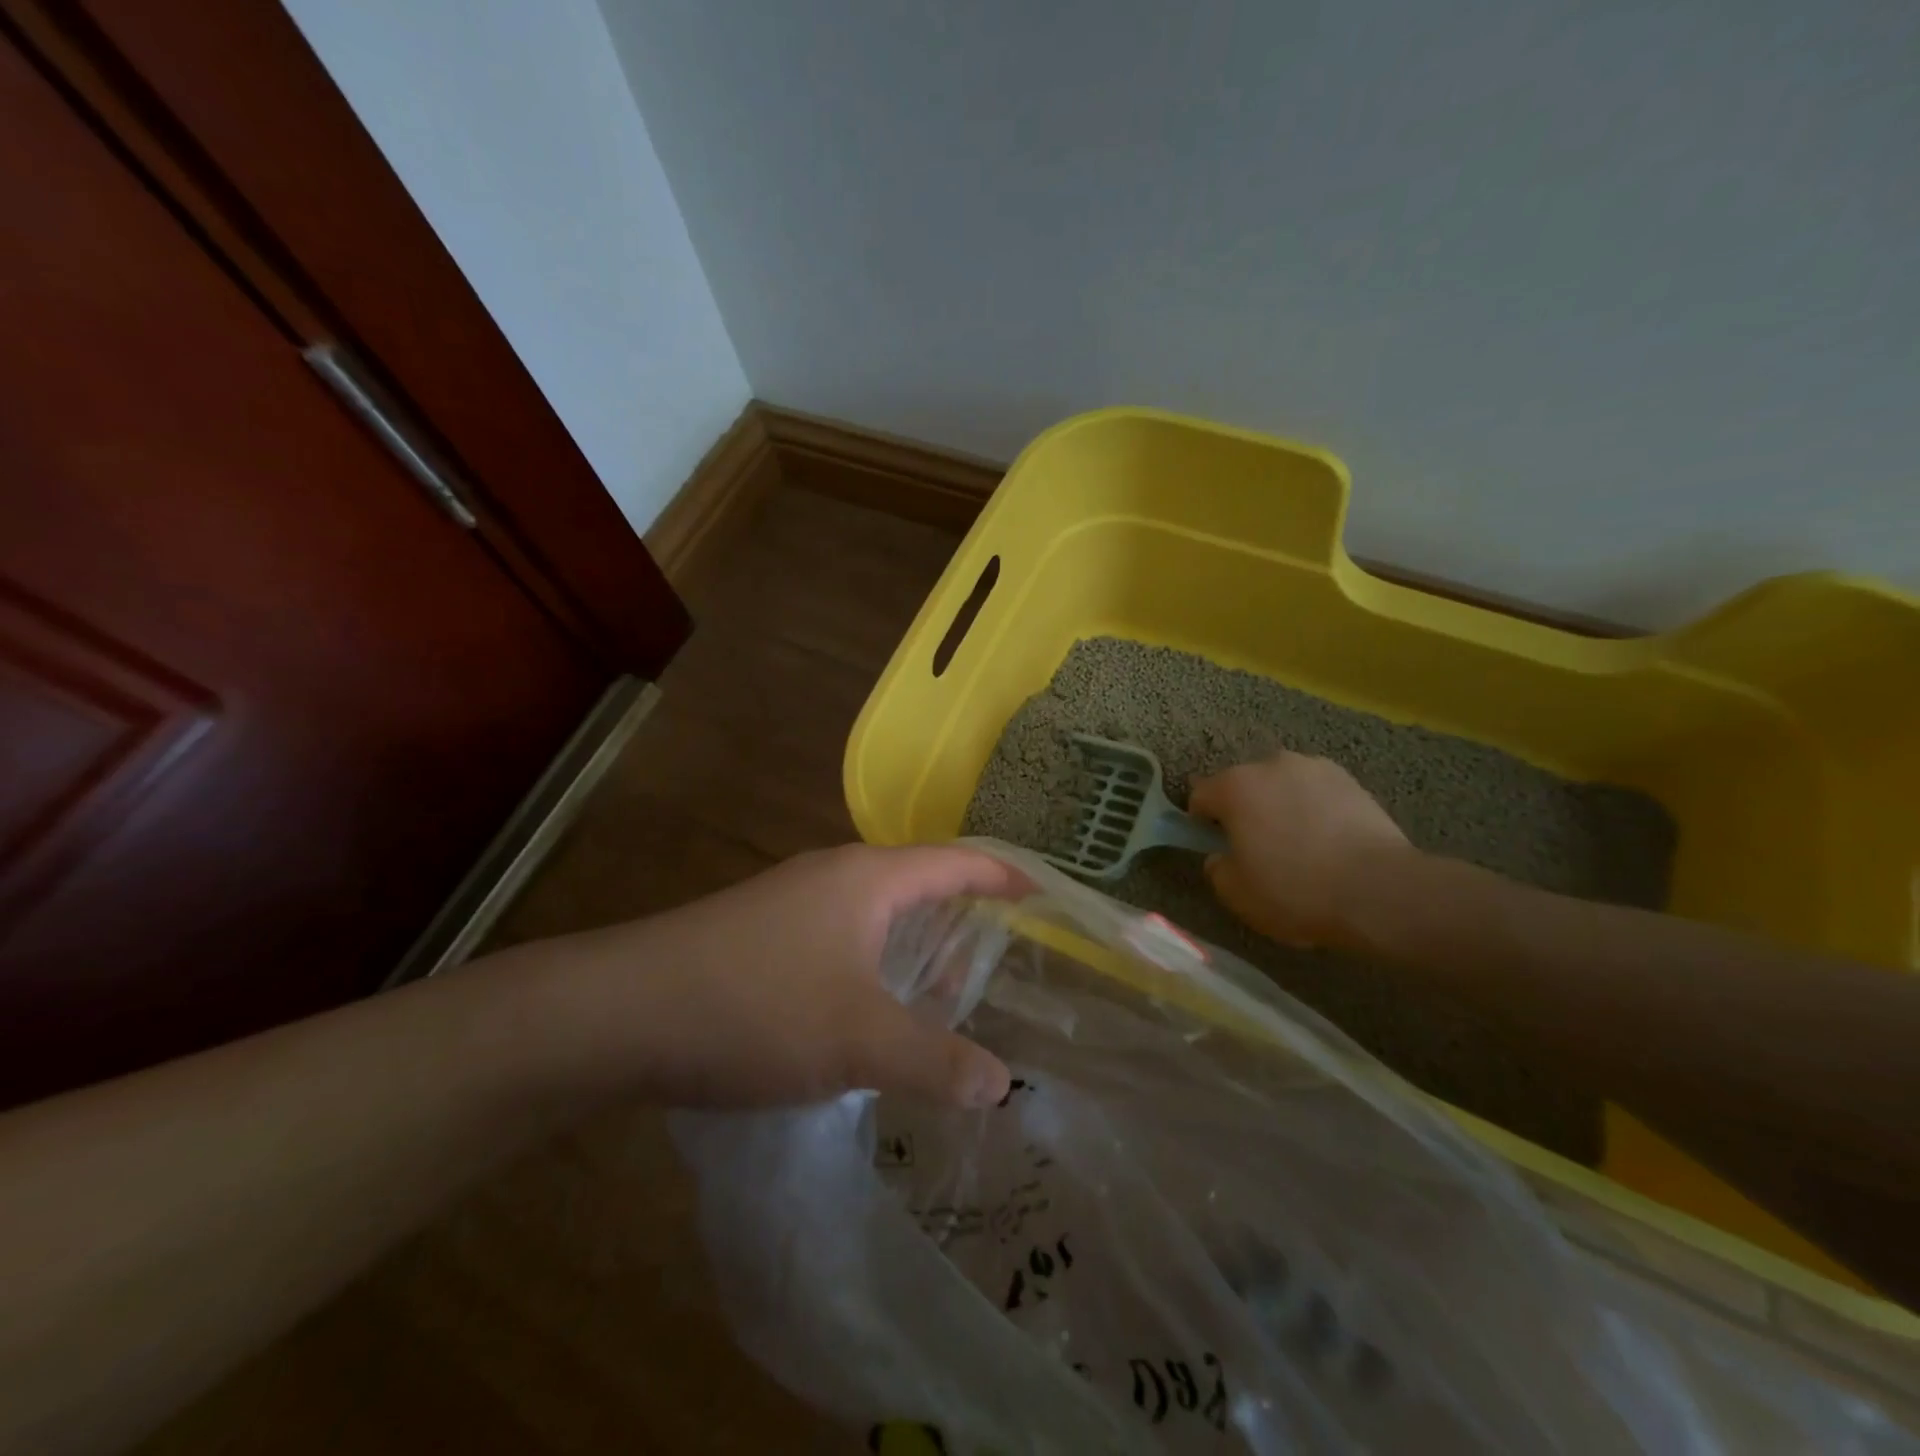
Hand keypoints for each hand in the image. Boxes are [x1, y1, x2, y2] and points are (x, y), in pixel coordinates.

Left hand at [531, 844, 1027, 1109]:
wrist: (621, 1010)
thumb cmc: (757, 1007)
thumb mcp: (859, 1040)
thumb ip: (936, 1061)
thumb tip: (1002, 1083)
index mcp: (869, 878)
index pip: (956, 860)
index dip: (1003, 874)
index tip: (1042, 893)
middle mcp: (834, 875)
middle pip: (917, 880)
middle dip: (963, 912)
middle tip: (1004, 952)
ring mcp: (792, 900)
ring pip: (874, 910)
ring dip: (914, 940)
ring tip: (946, 985)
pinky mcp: (761, 931)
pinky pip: (840, 934)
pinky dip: (873, 959)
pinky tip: (869, 1004)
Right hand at [1190, 751, 1416, 947]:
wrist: (1380, 890)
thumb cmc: (1296, 890)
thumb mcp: (1236, 894)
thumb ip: (1217, 868)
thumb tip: (1221, 856)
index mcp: (1235, 786)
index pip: (1200, 795)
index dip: (1202, 822)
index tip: (1216, 848)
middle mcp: (1271, 764)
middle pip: (1243, 785)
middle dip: (1244, 811)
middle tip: (1258, 849)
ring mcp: (1315, 768)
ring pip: (1282, 786)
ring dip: (1281, 806)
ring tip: (1300, 845)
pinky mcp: (1352, 780)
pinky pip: (1317, 793)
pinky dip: (1315, 810)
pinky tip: (1329, 842)